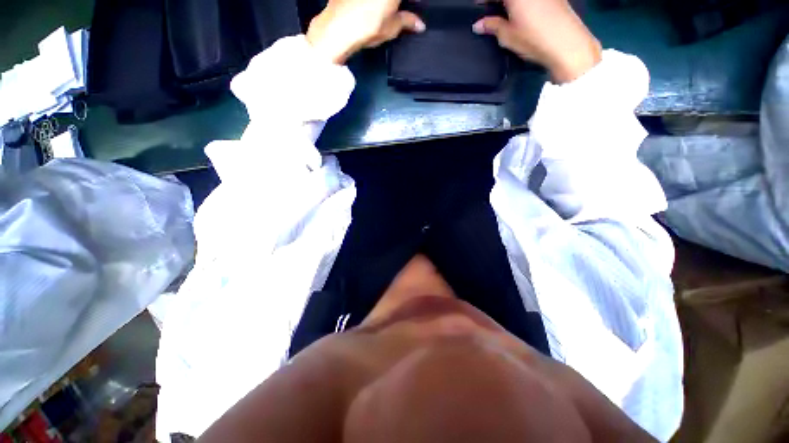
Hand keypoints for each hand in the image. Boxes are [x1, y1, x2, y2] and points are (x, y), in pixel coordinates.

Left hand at [307, 0, 425, 64]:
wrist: (337, 28)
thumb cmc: (366, 27)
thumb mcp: (392, 28)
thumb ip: (407, 22)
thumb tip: (419, 24)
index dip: (414, 4)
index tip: (415, 8)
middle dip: (399, 4)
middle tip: (401, 11)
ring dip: (386, 3)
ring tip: (387, 10)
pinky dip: (373, 2)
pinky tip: (371, 7)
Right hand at [473, 0, 601, 82]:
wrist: (566, 43)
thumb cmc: (533, 38)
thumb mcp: (507, 36)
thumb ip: (491, 26)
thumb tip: (478, 25)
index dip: (483, 1)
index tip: (478, 7)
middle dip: (497, 2)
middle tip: (490, 10)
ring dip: (510, 3)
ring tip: (505, 13)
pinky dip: (523, 3)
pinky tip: (521, 12)